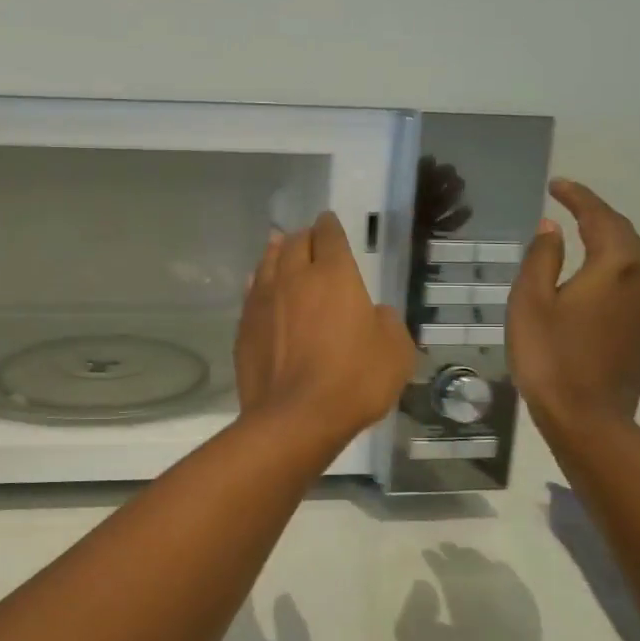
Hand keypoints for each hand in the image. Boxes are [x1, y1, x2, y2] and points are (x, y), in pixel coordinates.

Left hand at [235, 212, 413, 448]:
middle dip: (303, 237)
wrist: (295, 417)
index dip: (330, 226)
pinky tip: (259, 286)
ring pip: (267, 263)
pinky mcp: (244, 327)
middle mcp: (293, 278)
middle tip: (308, 238)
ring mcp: (263, 302)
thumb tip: (374, 314)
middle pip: (293, 243)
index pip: (329, 236)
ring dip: (276, 252)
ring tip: (279, 247)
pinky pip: (251, 293)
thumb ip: (386, 322)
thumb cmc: (354, 381)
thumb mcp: (395, 352)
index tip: (328, 222)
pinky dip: (259, 283)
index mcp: (334, 275)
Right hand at [397, 545, 542, 640]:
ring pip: (497, 571)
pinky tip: (498, 572)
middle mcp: (493, 595)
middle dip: (459, 555)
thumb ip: (414, 609)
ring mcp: (515, 605)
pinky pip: (517, 585)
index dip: (437, 559)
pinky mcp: (529, 617)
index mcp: (466, 600)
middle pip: (475, 565)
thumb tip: (423, 584)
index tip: (427, 552)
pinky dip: (504, 575)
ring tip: (468, 557)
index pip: (450, 569)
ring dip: (480, 562)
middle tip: (446, 548)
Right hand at [507, 179, 639, 436]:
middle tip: (567, 205)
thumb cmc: (550, 357)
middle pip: (623, 234)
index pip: (599, 216)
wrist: (588, 419)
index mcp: (618, 265)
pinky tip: (594, 277)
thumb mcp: (530, 302)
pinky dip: (614, 268)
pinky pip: (635, 283)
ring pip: (633, 259)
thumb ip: (541, 257)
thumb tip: (552, 228)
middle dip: (596, 215)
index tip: (556, 184)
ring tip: (580, 234)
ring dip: (608, 241)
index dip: (578, 197)